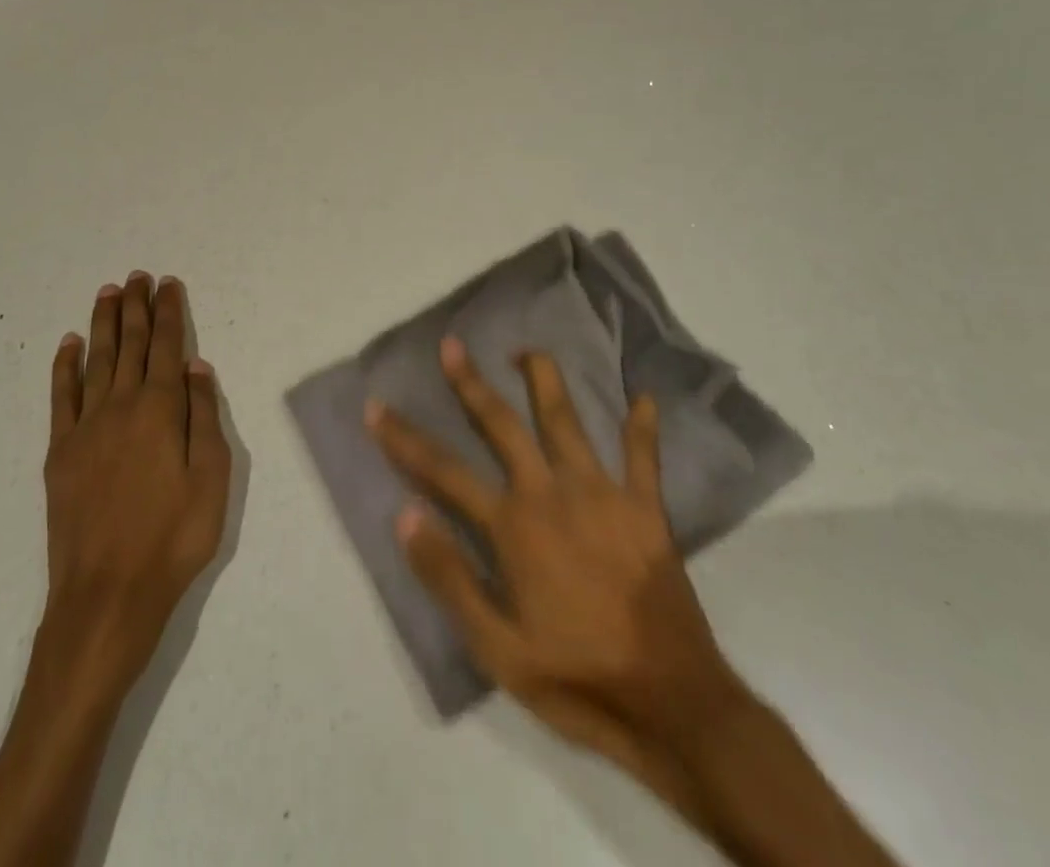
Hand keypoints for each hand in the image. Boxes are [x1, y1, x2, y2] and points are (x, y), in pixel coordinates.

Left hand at [40, 273, 231, 695]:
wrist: (107, 593)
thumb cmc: (173, 537)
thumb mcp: (212, 478)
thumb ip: (204, 417)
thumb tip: (196, 367)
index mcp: (160, 410)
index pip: (166, 346)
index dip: (168, 312)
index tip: (167, 283)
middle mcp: (121, 406)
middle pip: (130, 344)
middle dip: (135, 307)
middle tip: (137, 276)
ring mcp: (86, 427)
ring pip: (96, 360)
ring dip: (103, 324)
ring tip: (108, 293)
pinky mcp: (61, 452)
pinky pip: (61, 397)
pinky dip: (65, 366)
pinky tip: (69, 344)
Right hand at [366, 339, 750, 813]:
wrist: (672, 704)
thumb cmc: (576, 677)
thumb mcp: (497, 648)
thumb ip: (450, 577)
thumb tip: (406, 515)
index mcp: (513, 525)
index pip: (444, 471)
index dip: (404, 439)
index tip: (376, 407)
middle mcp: (552, 493)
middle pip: (502, 425)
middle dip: (471, 384)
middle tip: (452, 345)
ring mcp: (602, 494)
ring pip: (568, 421)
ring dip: (545, 381)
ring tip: (528, 350)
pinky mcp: (646, 509)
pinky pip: (644, 457)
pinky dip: (643, 427)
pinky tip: (644, 397)